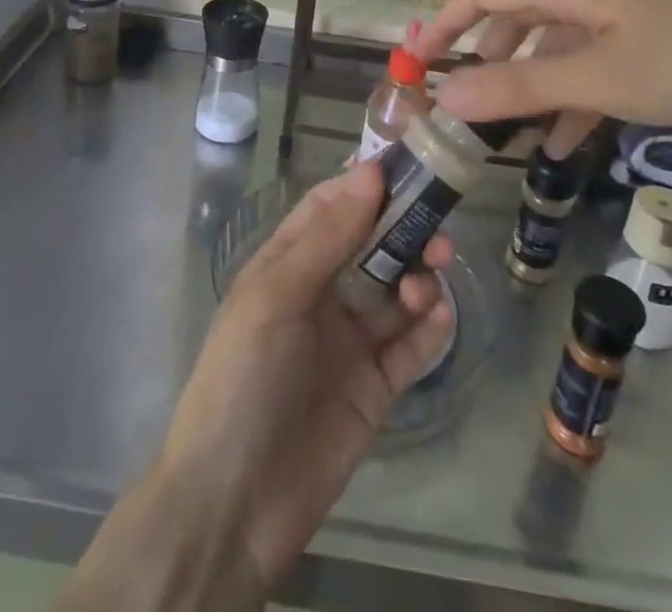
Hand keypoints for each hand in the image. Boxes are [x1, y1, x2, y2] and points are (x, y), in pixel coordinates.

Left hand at [160, 164, 453, 594]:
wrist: (233, 507)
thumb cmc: (242, 381)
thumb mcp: (274, 298)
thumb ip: (326, 237)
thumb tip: (369, 173)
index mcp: (288, 265)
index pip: (331, 207)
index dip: (366, 184)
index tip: (408, 164)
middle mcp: (321, 294)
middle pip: (372, 245)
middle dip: (405, 230)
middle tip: (438, 226)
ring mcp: (349, 341)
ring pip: (396, 291)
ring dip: (420, 276)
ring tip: (431, 280)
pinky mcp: (375, 387)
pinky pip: (411, 347)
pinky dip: (430, 328)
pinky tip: (438, 317)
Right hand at [415, 0, 671, 154]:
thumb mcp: (600, 78)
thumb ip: (520, 87)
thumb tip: (445, 97)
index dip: (446, 24)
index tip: (418, 64)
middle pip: (517, 17)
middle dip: (486, 60)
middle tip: (462, 106)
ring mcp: (622, 14)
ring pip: (556, 46)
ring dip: (529, 86)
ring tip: (505, 135)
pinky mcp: (651, 39)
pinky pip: (593, 65)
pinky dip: (571, 97)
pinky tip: (561, 142)